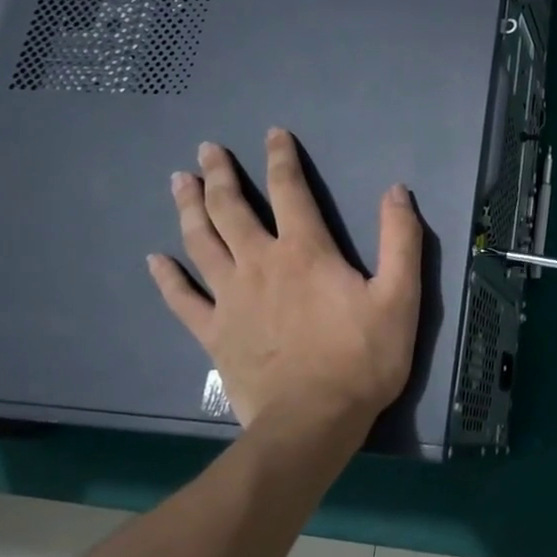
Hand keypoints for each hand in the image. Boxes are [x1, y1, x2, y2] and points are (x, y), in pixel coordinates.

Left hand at [148, 130, 422, 450]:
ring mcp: (230, 298)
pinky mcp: (214, 333)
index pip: (290, 190)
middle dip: (220, 175)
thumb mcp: (400, 297)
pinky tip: (155, 259)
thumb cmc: (362, 358)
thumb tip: (397, 191)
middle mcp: (260, 263)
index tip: (272, 133)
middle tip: (206, 149)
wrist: (312, 422)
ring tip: (178, 181)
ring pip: (202, 242)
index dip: (281, 158)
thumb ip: (401, 240)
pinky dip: (167, 277)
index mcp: (305, 251)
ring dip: (189, 208)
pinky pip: (183, 299)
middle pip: (232, 209)